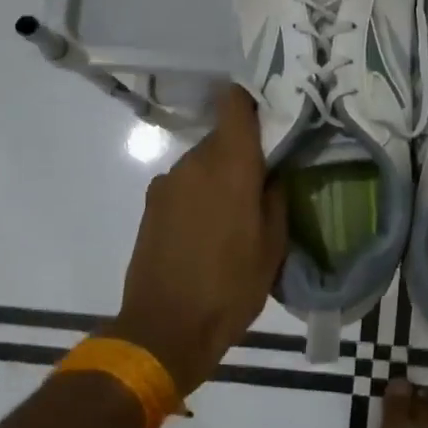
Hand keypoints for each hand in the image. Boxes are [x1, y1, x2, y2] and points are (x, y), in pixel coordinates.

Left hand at [106, 87, 287, 396]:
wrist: (164, 329)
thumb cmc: (230, 288)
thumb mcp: (272, 248)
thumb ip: (276, 199)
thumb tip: (273, 174)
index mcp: (230, 166)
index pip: (234, 104)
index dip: (252, 98)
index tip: (273, 108)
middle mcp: (194, 163)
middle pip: (222, 136)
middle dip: (243, 150)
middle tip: (265, 177)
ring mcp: (167, 182)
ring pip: (202, 161)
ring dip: (220, 174)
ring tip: (237, 211)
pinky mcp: (151, 204)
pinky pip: (184, 183)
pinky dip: (199, 193)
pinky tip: (209, 228)